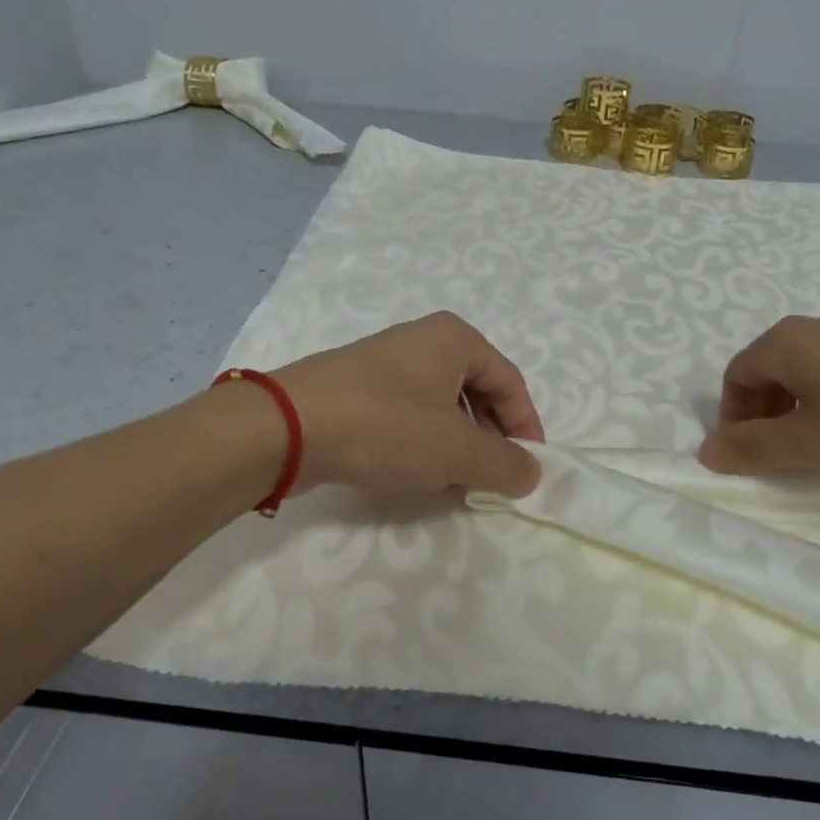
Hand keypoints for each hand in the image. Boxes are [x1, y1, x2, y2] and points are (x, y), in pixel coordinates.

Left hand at [275, 312, 545, 497]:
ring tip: (456, 480)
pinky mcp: (357, 387)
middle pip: (478, 390)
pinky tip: (415, 472)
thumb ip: (504, 463)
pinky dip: (424, 441)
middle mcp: (423, 340)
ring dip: (458, 443)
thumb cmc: (385, 426)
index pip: (511, 381)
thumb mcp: (456, 450)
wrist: (285, 426)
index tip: (528, 468)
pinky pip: (409, 413)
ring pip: (442, 405)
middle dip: (490, 436)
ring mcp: (386, 362)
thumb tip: (533, 472)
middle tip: (493, 477)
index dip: (526, 426)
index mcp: (455, 339)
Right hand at [698, 311, 819, 476]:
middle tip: (785, 454)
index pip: (736, 376)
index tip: (749, 456)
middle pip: (772, 369)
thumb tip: (706, 452)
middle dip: (767, 413)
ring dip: (804, 405)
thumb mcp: (810, 443)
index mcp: (786, 343)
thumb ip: (753, 449)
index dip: (733, 418)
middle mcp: (817, 325)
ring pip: (812, 367)